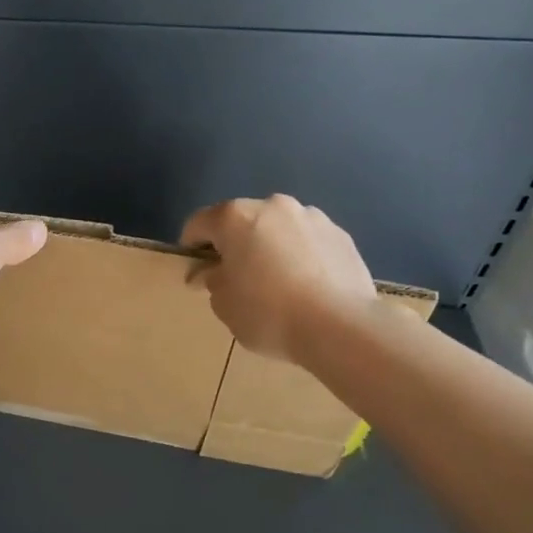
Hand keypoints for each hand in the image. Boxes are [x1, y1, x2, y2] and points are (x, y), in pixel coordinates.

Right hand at [180, 195, 379, 363]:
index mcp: (236, 217)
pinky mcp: (341, 235)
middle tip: (236, 277)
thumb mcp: (224, 304)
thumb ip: (211, 281)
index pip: (199, 223)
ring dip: (270, 246)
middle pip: (242, 221)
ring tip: (276, 283)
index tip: (195, 270)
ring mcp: (312, 217)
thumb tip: (209, 273)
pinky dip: (300, 256)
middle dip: (234, 244)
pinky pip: (308, 242)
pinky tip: (306, 286)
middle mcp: (273, 206)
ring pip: (278, 228)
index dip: (191, 246)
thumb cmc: (268, 312)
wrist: (340, 326)